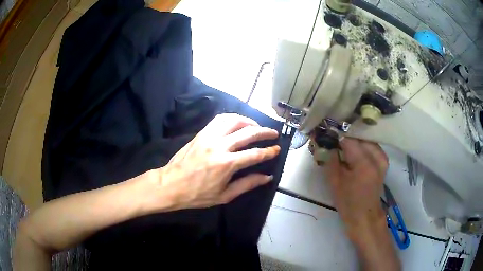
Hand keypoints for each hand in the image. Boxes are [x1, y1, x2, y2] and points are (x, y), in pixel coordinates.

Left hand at [142, 113, 280, 211]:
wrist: (171, 185)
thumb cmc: (197, 194)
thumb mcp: (225, 195)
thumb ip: (247, 184)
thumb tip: (267, 177)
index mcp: (227, 164)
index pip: (255, 154)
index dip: (269, 151)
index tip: (277, 148)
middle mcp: (220, 146)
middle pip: (248, 132)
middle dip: (264, 131)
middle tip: (273, 133)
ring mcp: (209, 137)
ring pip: (233, 120)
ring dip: (248, 121)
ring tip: (256, 125)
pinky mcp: (201, 133)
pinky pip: (219, 119)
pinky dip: (232, 118)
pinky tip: (237, 122)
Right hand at [324, 138, 388, 235]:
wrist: (365, 216)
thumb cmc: (348, 203)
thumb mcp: (335, 182)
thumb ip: (331, 160)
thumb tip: (329, 145)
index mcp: (364, 163)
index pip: (349, 140)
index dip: (337, 137)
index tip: (328, 136)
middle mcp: (376, 157)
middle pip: (360, 137)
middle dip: (347, 137)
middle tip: (335, 140)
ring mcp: (382, 158)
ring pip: (367, 140)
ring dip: (356, 140)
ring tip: (344, 144)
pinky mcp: (384, 161)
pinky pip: (372, 146)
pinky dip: (363, 145)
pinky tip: (355, 150)